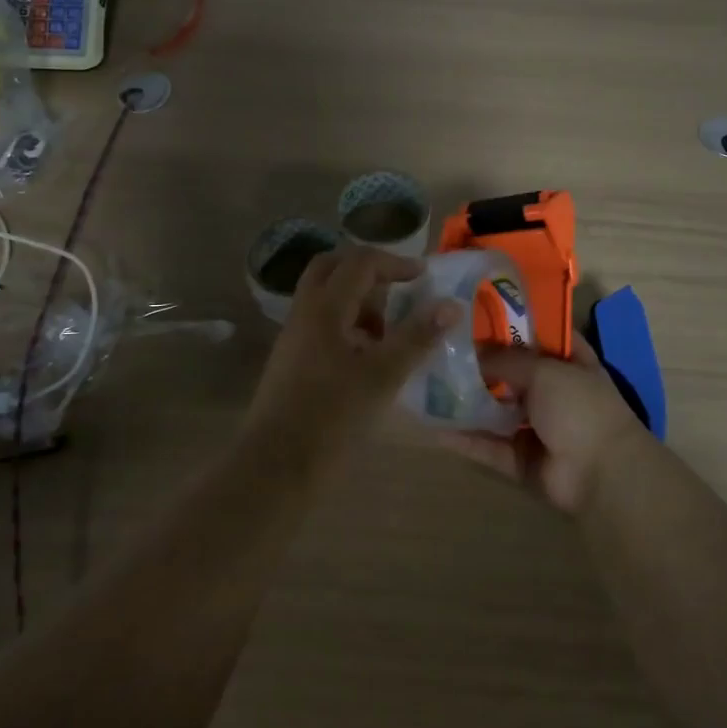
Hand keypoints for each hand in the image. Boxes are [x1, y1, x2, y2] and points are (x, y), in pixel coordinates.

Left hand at [243, 246, 456, 452]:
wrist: (276, 465)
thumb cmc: (332, 416)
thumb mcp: (383, 376)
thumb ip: (417, 337)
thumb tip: (450, 305)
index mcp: (324, 307)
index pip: (360, 262)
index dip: (395, 263)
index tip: (423, 277)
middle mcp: (304, 312)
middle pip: (333, 268)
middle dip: (368, 272)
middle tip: (399, 290)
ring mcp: (293, 336)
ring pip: (325, 296)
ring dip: (358, 300)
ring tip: (389, 332)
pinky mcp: (291, 359)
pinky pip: (321, 323)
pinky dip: (347, 324)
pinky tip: (368, 357)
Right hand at [436, 342, 649, 512]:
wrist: (602, 474)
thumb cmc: (580, 407)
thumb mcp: (544, 370)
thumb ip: (506, 359)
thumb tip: (472, 353)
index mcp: (570, 361)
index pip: (538, 333)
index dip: (510, 321)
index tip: (474, 310)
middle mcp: (553, 390)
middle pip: (510, 371)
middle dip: (479, 361)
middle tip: (440, 345)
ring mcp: (536, 426)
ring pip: (495, 409)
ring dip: (467, 399)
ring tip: (428, 382)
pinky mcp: (521, 458)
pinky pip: (487, 445)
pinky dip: (463, 438)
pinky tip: (431, 425)